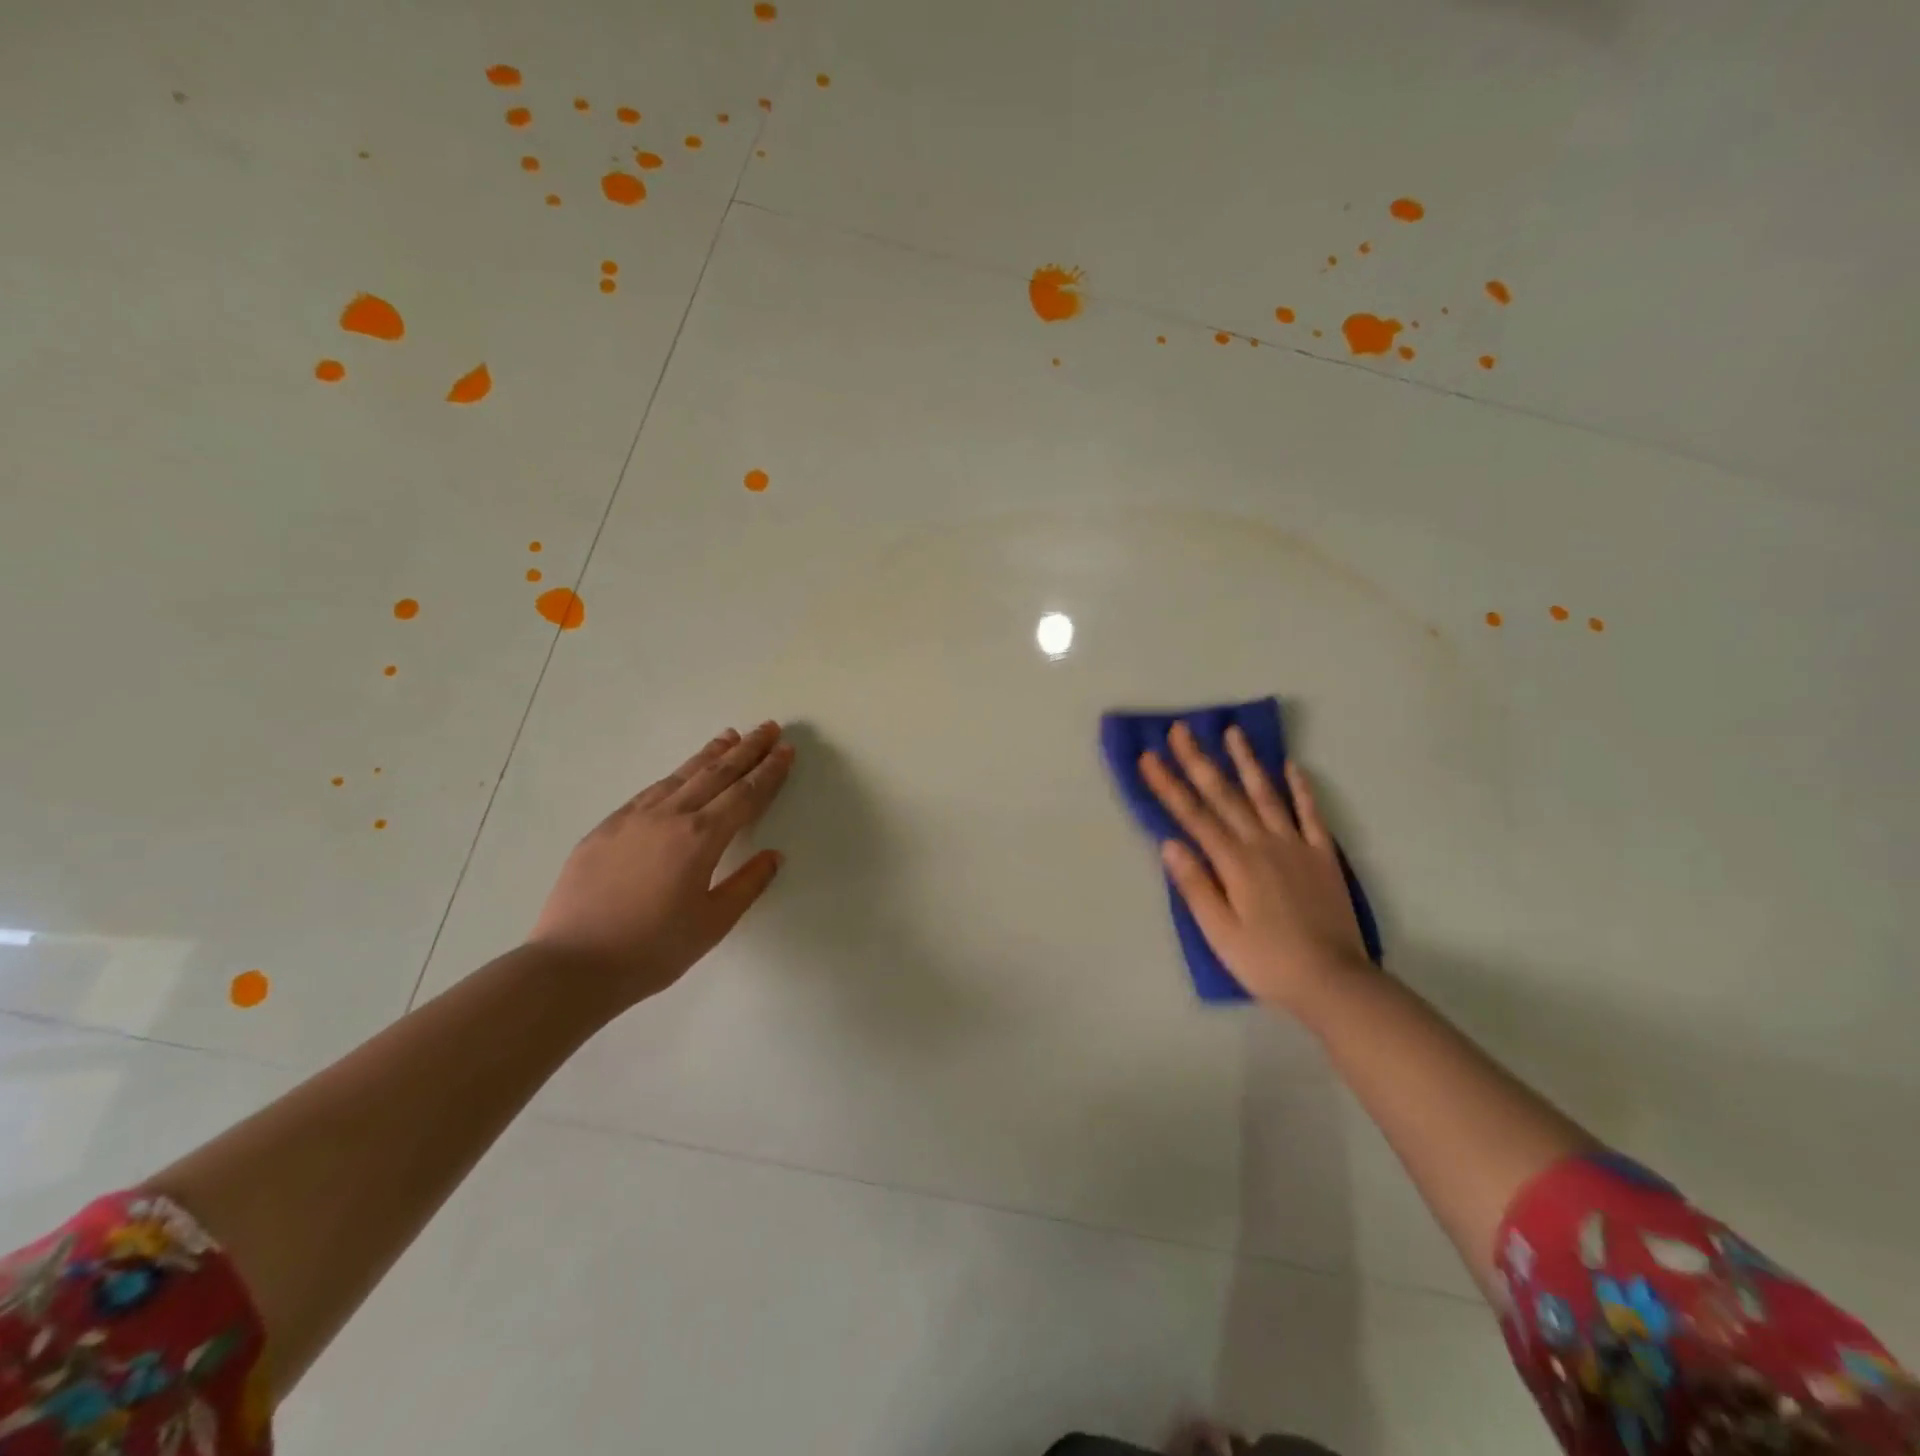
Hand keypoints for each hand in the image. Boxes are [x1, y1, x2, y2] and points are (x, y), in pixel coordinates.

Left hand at [530, 722, 794, 1008]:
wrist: (572, 965)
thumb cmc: (652, 950)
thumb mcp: (712, 924)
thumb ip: (747, 885)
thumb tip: (773, 855)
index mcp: (701, 839)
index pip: (745, 795)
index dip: (769, 772)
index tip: (786, 751)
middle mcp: (669, 817)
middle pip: (716, 773)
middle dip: (747, 749)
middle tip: (769, 728)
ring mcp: (633, 818)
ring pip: (681, 776)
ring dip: (710, 754)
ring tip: (731, 736)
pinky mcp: (606, 828)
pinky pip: (650, 791)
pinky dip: (675, 775)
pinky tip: (681, 774)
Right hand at [1139, 722, 1368, 1009]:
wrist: (1333, 981)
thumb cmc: (1266, 961)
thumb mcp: (1220, 932)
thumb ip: (1196, 886)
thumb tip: (1170, 843)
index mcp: (1234, 862)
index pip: (1193, 816)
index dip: (1168, 785)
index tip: (1148, 757)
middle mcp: (1263, 843)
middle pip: (1225, 795)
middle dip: (1199, 761)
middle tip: (1181, 729)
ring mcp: (1295, 845)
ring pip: (1266, 794)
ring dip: (1247, 761)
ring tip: (1233, 732)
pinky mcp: (1322, 856)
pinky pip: (1310, 814)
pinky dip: (1300, 788)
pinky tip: (1291, 766)